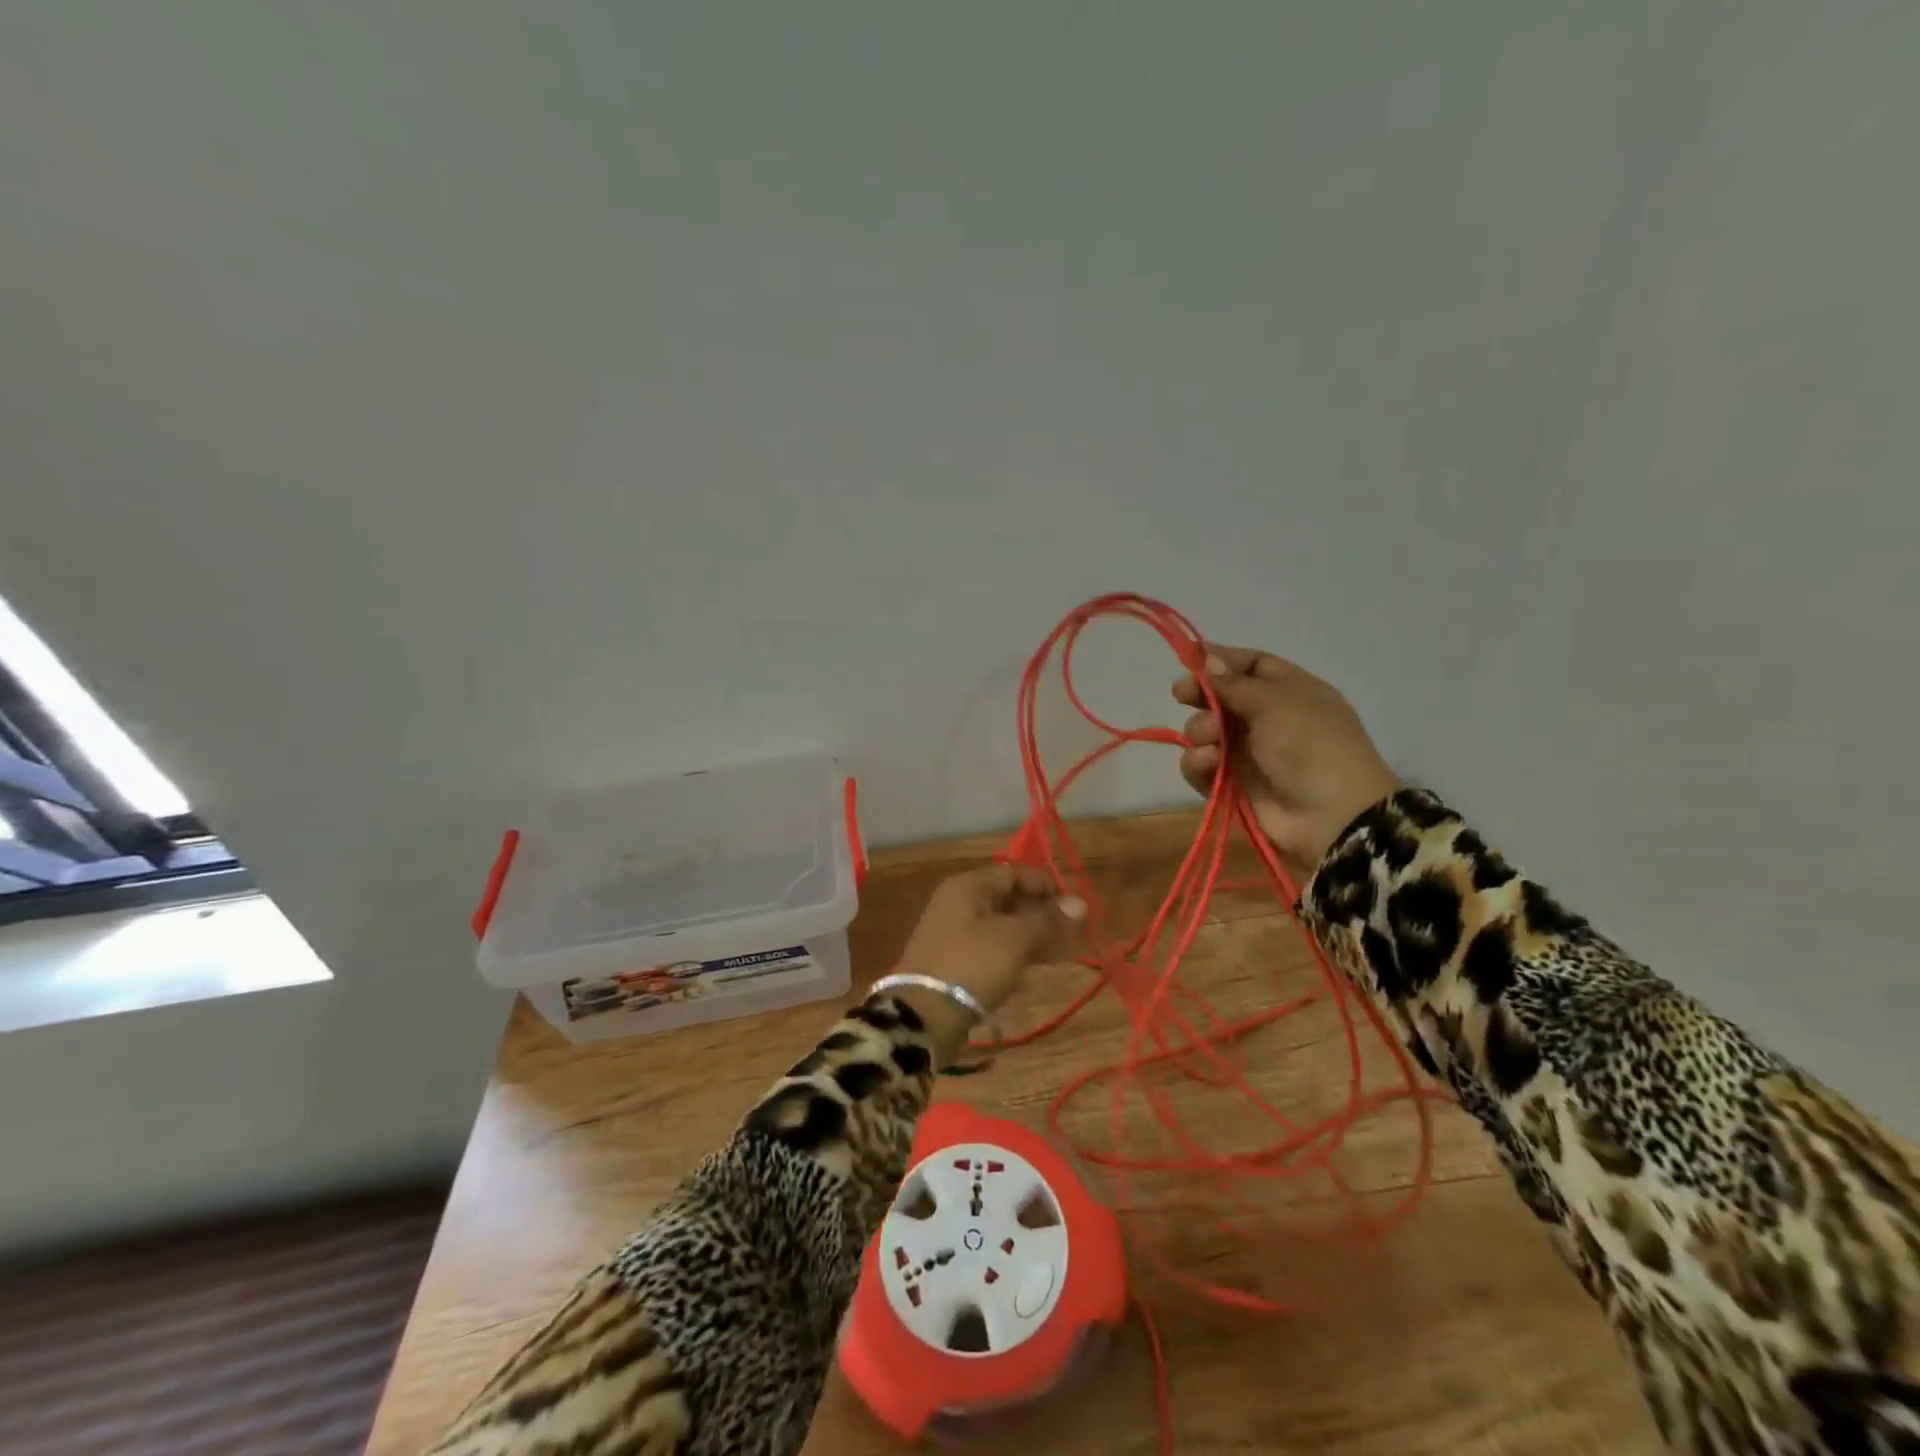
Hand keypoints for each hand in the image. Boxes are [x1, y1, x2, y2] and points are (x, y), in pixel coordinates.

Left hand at [891, 866, 1083, 1063]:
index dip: (1046, 886)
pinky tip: (1029, 972)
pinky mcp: (953, 961)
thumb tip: (1081, 904)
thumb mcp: (1015, 940)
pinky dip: (1011, 955)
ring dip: (1029, 937)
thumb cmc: (972, 965)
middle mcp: (958, 902)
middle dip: (1040, 914)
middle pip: (1007, 898)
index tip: (1074, 908)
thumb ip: (1048, 921)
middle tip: (1071, 934)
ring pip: (1000, 926)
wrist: (924, 1016)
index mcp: (968, 886)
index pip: (1014, 872)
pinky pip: (989, 948)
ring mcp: (953, 932)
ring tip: (1057, 954)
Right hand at [1172, 644, 1397, 881]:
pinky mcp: (1231, 785)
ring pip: (1206, 732)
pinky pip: (1202, 766)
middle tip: (1181, 694)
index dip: (1222, 660)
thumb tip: (1207, 659)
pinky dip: (1198, 762)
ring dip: (1200, 731)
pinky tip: (1207, 762)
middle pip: (1222, 697)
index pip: (1252, 665)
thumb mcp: (1276, 703)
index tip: (1189, 658)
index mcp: (1292, 692)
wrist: (1332, 817)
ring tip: (1211, 740)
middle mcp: (1269, 719)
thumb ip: (1234, 683)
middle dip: (1201, 695)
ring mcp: (1249, 754)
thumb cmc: (1311, 746)